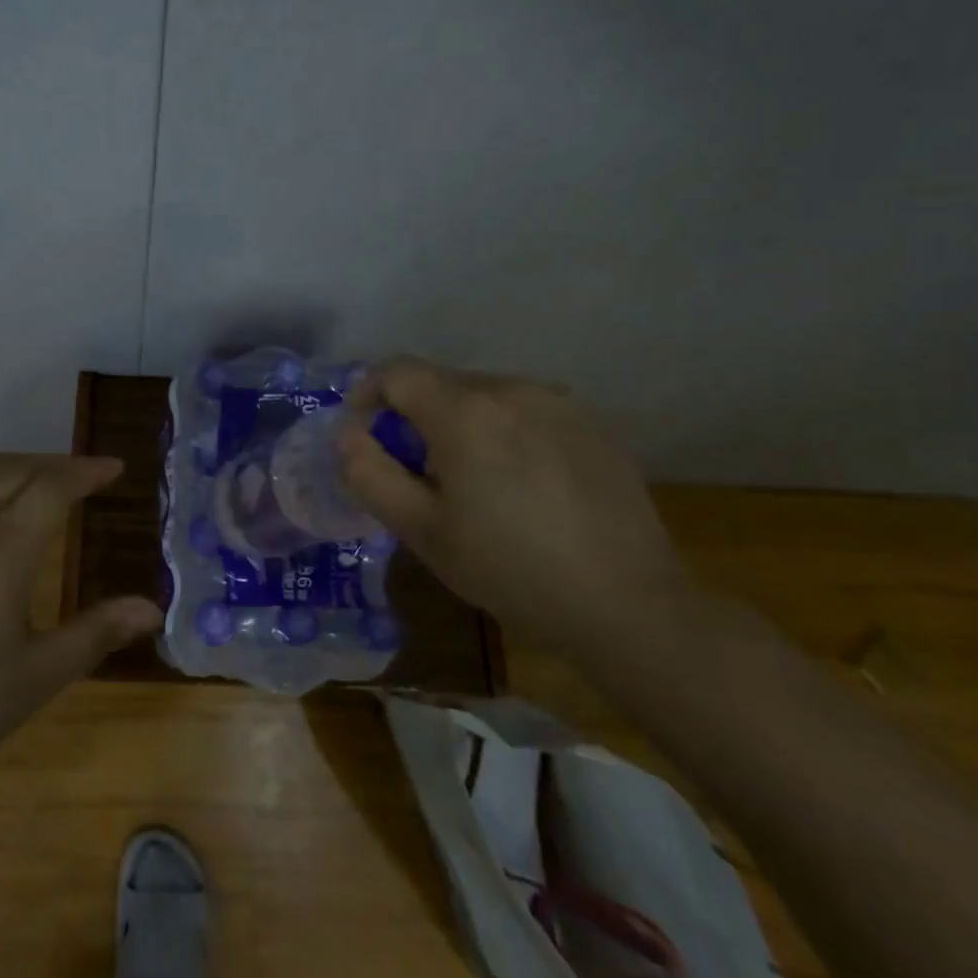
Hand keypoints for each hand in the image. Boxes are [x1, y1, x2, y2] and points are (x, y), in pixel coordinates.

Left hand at [0, 457, 160, 808]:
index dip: (87, 473)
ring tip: (50, 498)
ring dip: (22, 482)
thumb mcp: (36, 677)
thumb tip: (151, 608)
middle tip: (89, 477)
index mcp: (3, 551)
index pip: (52, 489)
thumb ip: (94, 635)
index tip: (117, 466)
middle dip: (56, 469)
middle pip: (15, 477)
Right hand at [335, 357, 688, 653]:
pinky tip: (526, 484)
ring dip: (463, 424)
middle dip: (417, 418)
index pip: (396, 372)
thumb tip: (347, 433)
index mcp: (464, 410)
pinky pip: (527, 411)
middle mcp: (510, 388)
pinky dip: (507, 432)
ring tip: (477, 482)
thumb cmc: (511, 569)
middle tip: (421, 475)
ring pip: (485, 396)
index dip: (367, 394)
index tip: (364, 433)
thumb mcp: (422, 531)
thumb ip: (369, 473)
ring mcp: (557, 401)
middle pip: (441, 384)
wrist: (629, 605)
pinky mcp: (592, 422)